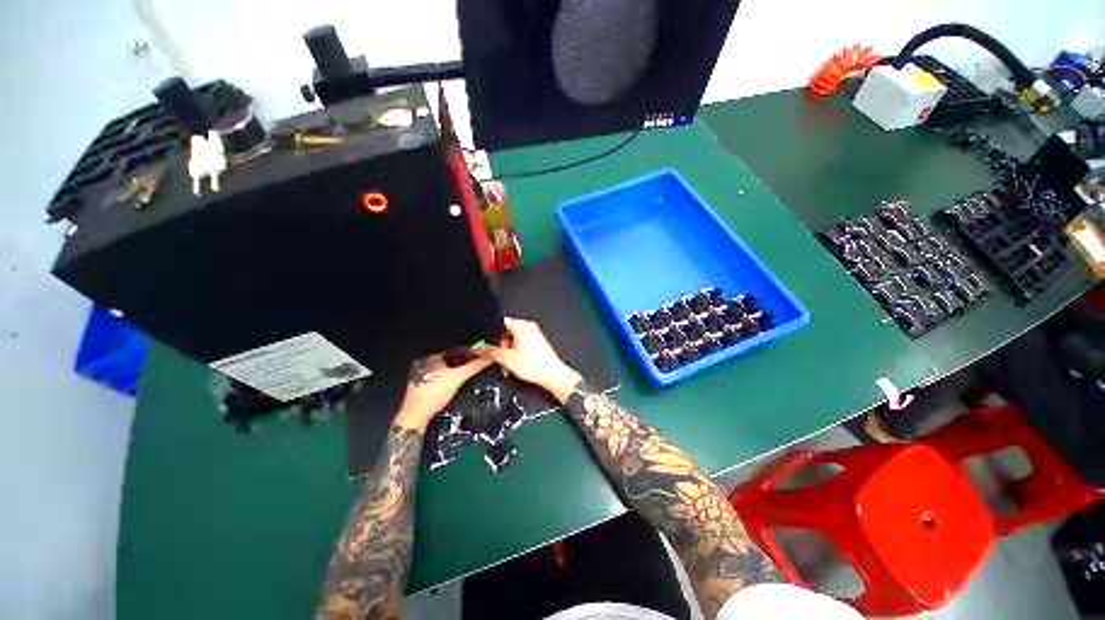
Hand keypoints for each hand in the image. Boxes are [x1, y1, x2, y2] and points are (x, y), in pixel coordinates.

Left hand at [394, 354, 490, 431]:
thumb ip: (474, 367)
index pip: (454, 349)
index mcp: (431, 357)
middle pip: (451, 358)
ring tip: (471, 371)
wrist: (416, 417)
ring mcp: (422, 375)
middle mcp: (425, 363)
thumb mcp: (458, 378)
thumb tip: (489, 358)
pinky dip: (451, 377)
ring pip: (446, 368)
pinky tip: (458, 381)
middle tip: (478, 362)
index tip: (480, 354)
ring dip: (459, 369)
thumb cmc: (434, 394)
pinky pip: (441, 376)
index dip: (469, 351)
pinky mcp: (423, 386)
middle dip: (465, 360)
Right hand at [477, 317, 581, 403]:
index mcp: (522, 325)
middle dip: (498, 345)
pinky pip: (520, 343)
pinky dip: (514, 352)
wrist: (553, 376)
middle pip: (505, 332)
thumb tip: (476, 348)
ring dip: (505, 351)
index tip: (482, 342)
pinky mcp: (536, 343)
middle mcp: (528, 327)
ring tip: (504, 364)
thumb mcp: (506, 359)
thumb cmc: (534, 365)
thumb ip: (488, 351)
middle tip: (493, 356)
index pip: (499, 322)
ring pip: (512, 339)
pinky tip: (511, 364)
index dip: (489, 332)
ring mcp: (533, 334)